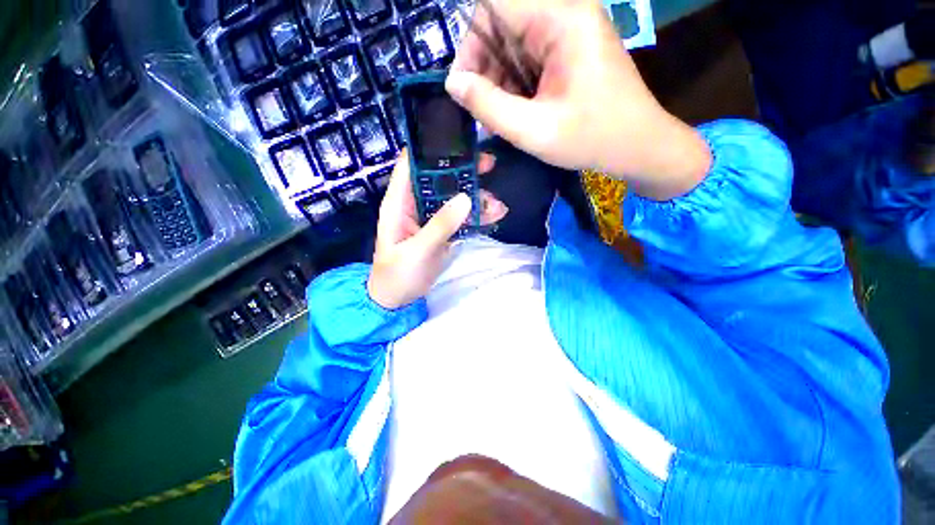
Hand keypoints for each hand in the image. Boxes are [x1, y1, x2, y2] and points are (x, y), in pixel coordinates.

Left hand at [367, 151, 503, 308]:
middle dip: (464, 170)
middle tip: (489, 164)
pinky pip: (462, 217)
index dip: (430, 147)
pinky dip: (477, 216)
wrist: (398, 299)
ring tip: (496, 204)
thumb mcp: (417, 251)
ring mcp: (431, 217)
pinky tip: (494, 216)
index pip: (411, 164)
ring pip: (455, 198)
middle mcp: (415, 204)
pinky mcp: (443, 231)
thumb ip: (440, 226)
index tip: (457, 139)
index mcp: (399, 202)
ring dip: (476, 197)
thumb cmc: (396, 274)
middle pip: (439, 178)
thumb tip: (466, 198)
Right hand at [445, 0, 710, 199]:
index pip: (494, 5)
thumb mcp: (533, 130)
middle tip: (482, 111)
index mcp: (560, 20)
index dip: (470, 43)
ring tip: (501, 117)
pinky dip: (516, 85)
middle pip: (502, 25)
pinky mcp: (571, 51)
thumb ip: (489, 107)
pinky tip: (518, 112)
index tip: (464, 87)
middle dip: (484, 68)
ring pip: (513, 45)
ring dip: (499, 81)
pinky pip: (529, 59)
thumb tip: (453, 83)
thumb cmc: (590, 139)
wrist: (637, 146)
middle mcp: (565, 14)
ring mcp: (569, 32)